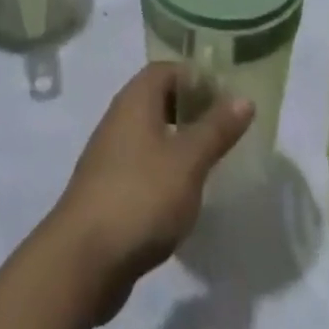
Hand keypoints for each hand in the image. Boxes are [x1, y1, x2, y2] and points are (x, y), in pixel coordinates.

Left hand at [43, 64, 253, 321]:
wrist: (83, 259)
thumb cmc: (141, 196)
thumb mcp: (188, 160)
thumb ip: (216, 128)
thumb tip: (244, 98)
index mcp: (135, 99)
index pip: (167, 69)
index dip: (197, 77)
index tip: (227, 97)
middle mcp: (119, 118)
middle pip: (158, 98)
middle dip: (191, 109)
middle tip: (224, 128)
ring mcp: (110, 154)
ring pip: (150, 133)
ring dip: (178, 141)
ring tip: (210, 161)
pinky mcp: (108, 189)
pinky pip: (142, 164)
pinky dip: (164, 169)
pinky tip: (183, 194)